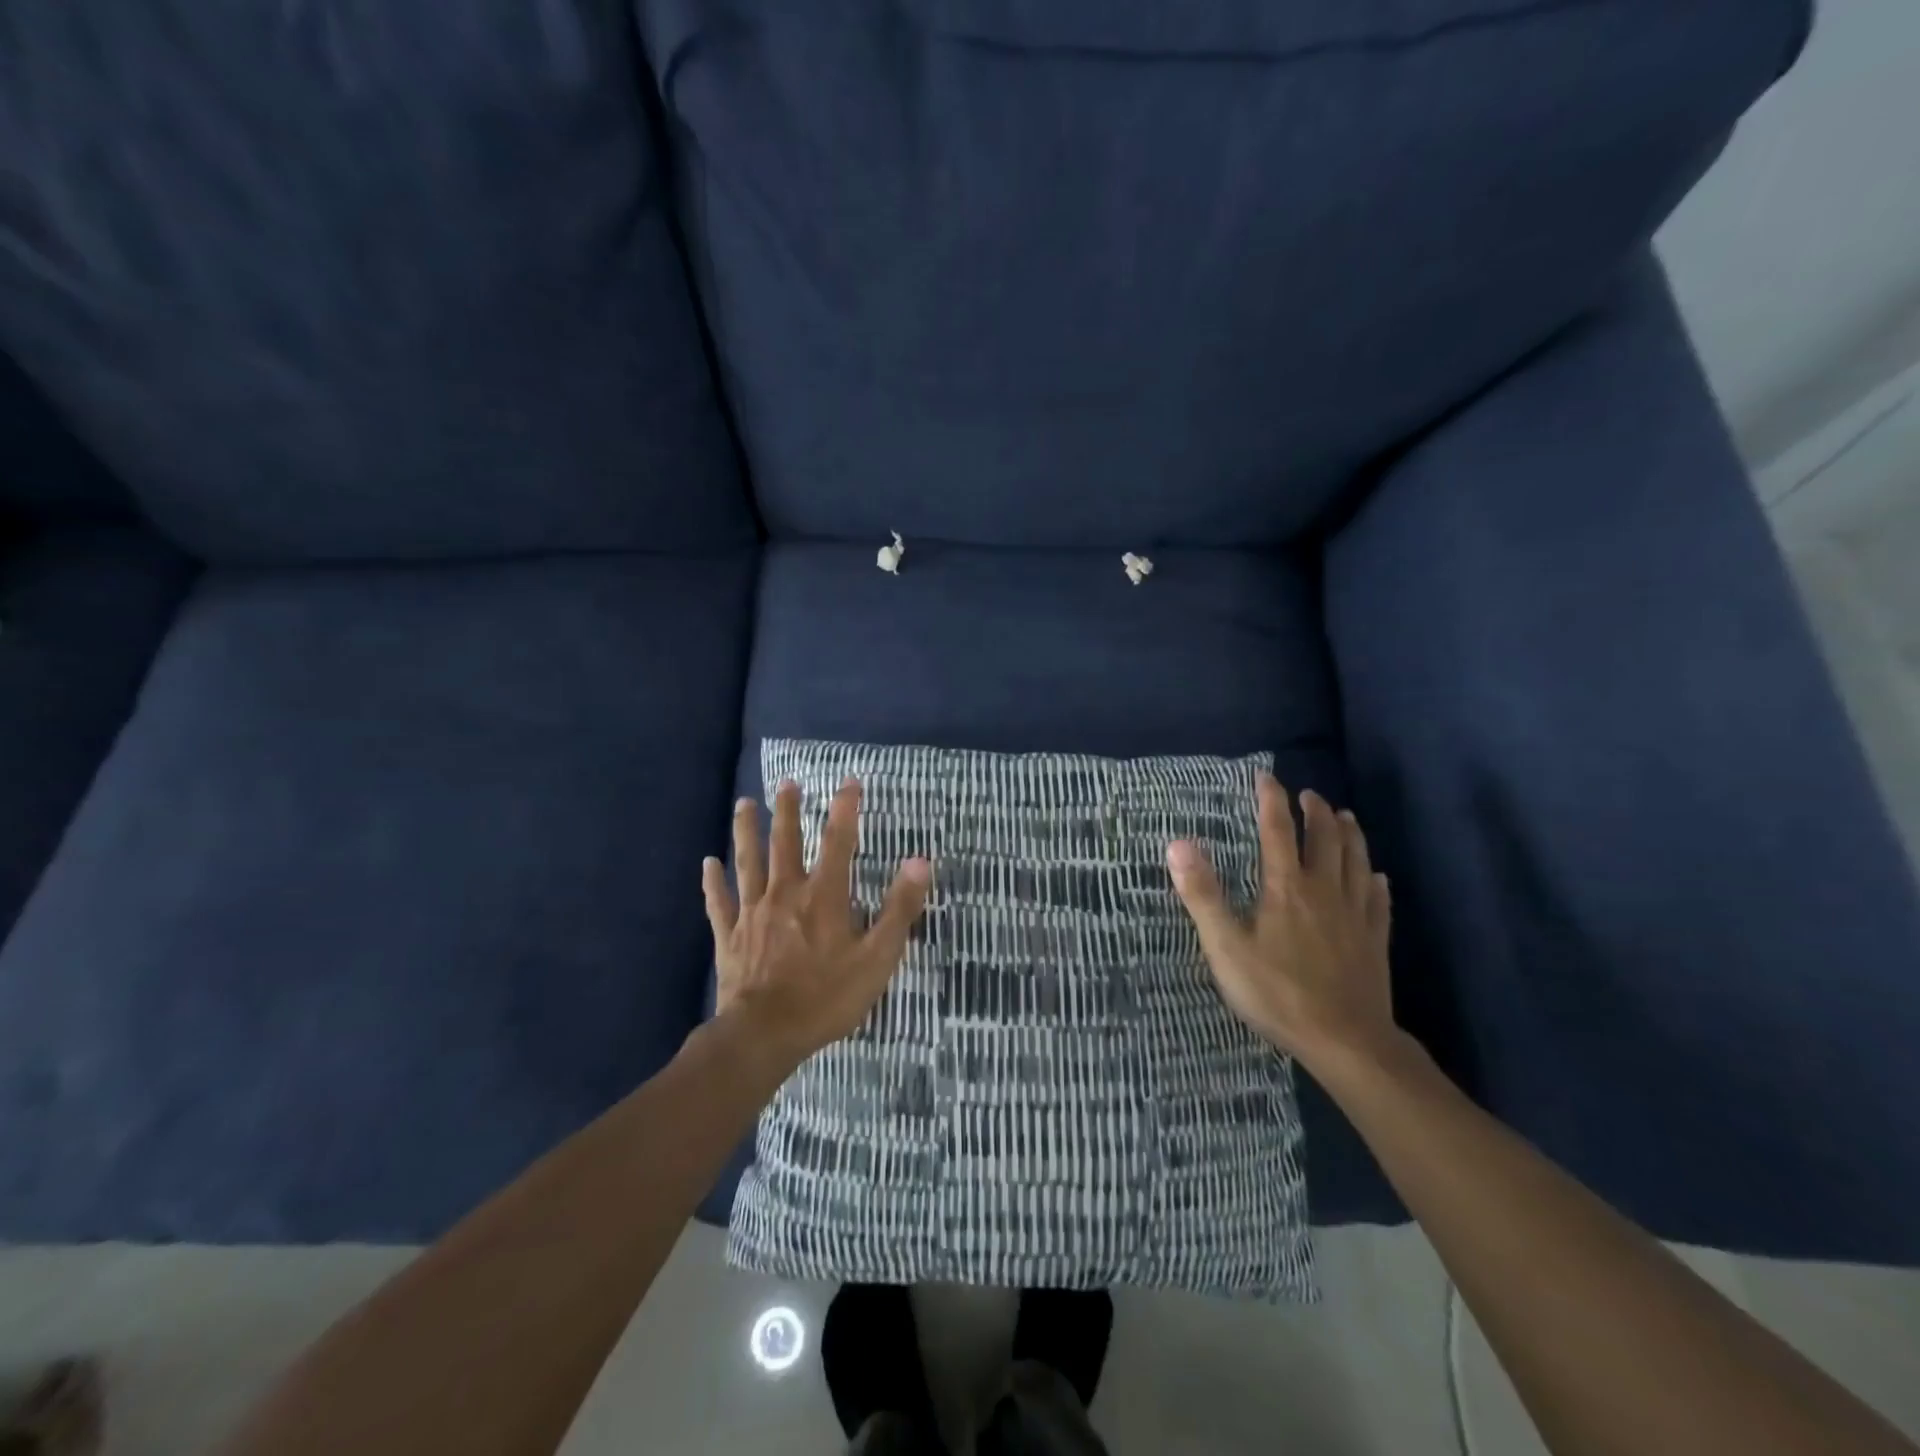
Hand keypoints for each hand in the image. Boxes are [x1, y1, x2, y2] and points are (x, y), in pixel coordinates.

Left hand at [702, 777, 930, 1070]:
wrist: (764, 1035)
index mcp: (823, 896)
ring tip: (744, 803)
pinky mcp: (729, 936)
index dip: (845, 809)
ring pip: (748, 862)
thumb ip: (899, 908)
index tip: (849, 781)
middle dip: (787, 809)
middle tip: (787, 782)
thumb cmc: (827, 997)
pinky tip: (708, 863)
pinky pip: (719, 902)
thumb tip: (920, 861)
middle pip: (785, 842)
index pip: (838, 841)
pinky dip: (713, 882)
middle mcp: (785, 893)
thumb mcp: (877, 957)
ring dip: (746, 831)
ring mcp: (753, 913)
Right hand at [1166, 774, 1395, 1071]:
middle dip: (1316, 811)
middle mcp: (1324, 890)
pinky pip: (1379, 899)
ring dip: (1350, 834)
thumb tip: (1178, 843)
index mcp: (1286, 887)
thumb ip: (1202, 893)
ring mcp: (1355, 914)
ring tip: (1345, 817)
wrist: (1345, 1040)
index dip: (1270, 800)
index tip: (1266, 777)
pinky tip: (1377, 877)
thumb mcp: (1225, 946)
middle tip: (1308, 795)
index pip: (1277, 829)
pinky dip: (1375, 880)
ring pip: (1357, 861)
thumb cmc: (1277, 992)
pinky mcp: (1375, 939)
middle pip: (1325, 838)